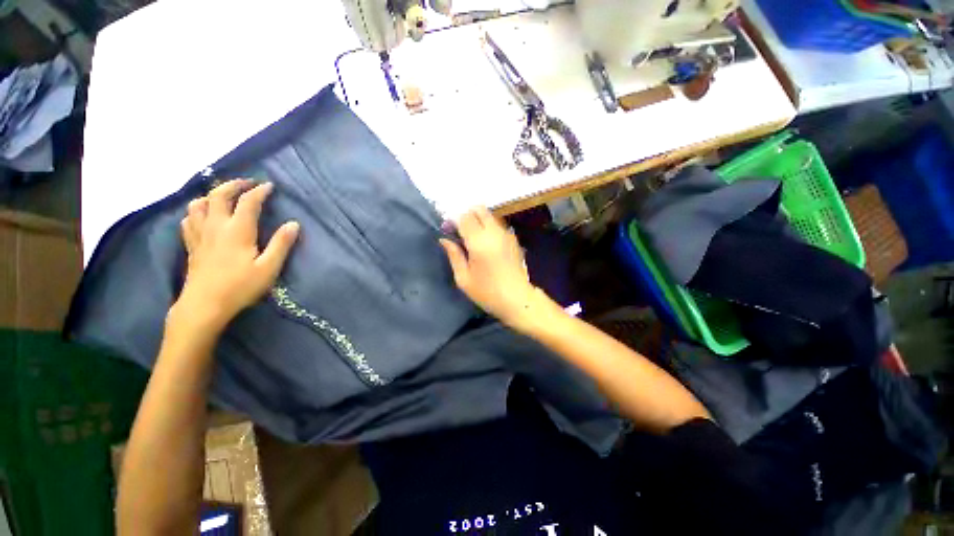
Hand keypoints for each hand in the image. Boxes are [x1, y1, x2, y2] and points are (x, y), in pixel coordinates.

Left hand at [174, 179, 299, 332]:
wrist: (204, 305)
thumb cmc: (240, 287)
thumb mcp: (269, 267)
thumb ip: (282, 244)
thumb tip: (294, 224)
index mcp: (237, 230)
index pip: (248, 202)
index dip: (259, 191)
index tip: (270, 186)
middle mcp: (216, 226)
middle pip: (218, 195)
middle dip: (234, 184)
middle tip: (247, 183)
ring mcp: (200, 234)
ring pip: (199, 204)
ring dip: (212, 194)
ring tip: (224, 195)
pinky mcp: (191, 245)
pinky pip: (189, 219)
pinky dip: (197, 210)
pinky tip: (203, 215)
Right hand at [439, 207, 543, 328]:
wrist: (518, 299)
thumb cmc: (487, 292)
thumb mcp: (464, 278)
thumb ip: (454, 255)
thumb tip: (444, 239)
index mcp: (479, 242)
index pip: (464, 217)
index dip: (454, 221)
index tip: (449, 232)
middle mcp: (494, 232)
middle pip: (479, 210)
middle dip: (467, 216)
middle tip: (461, 232)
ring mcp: (506, 234)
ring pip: (489, 215)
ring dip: (478, 221)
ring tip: (473, 239)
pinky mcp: (513, 239)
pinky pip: (498, 225)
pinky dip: (489, 227)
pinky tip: (486, 244)